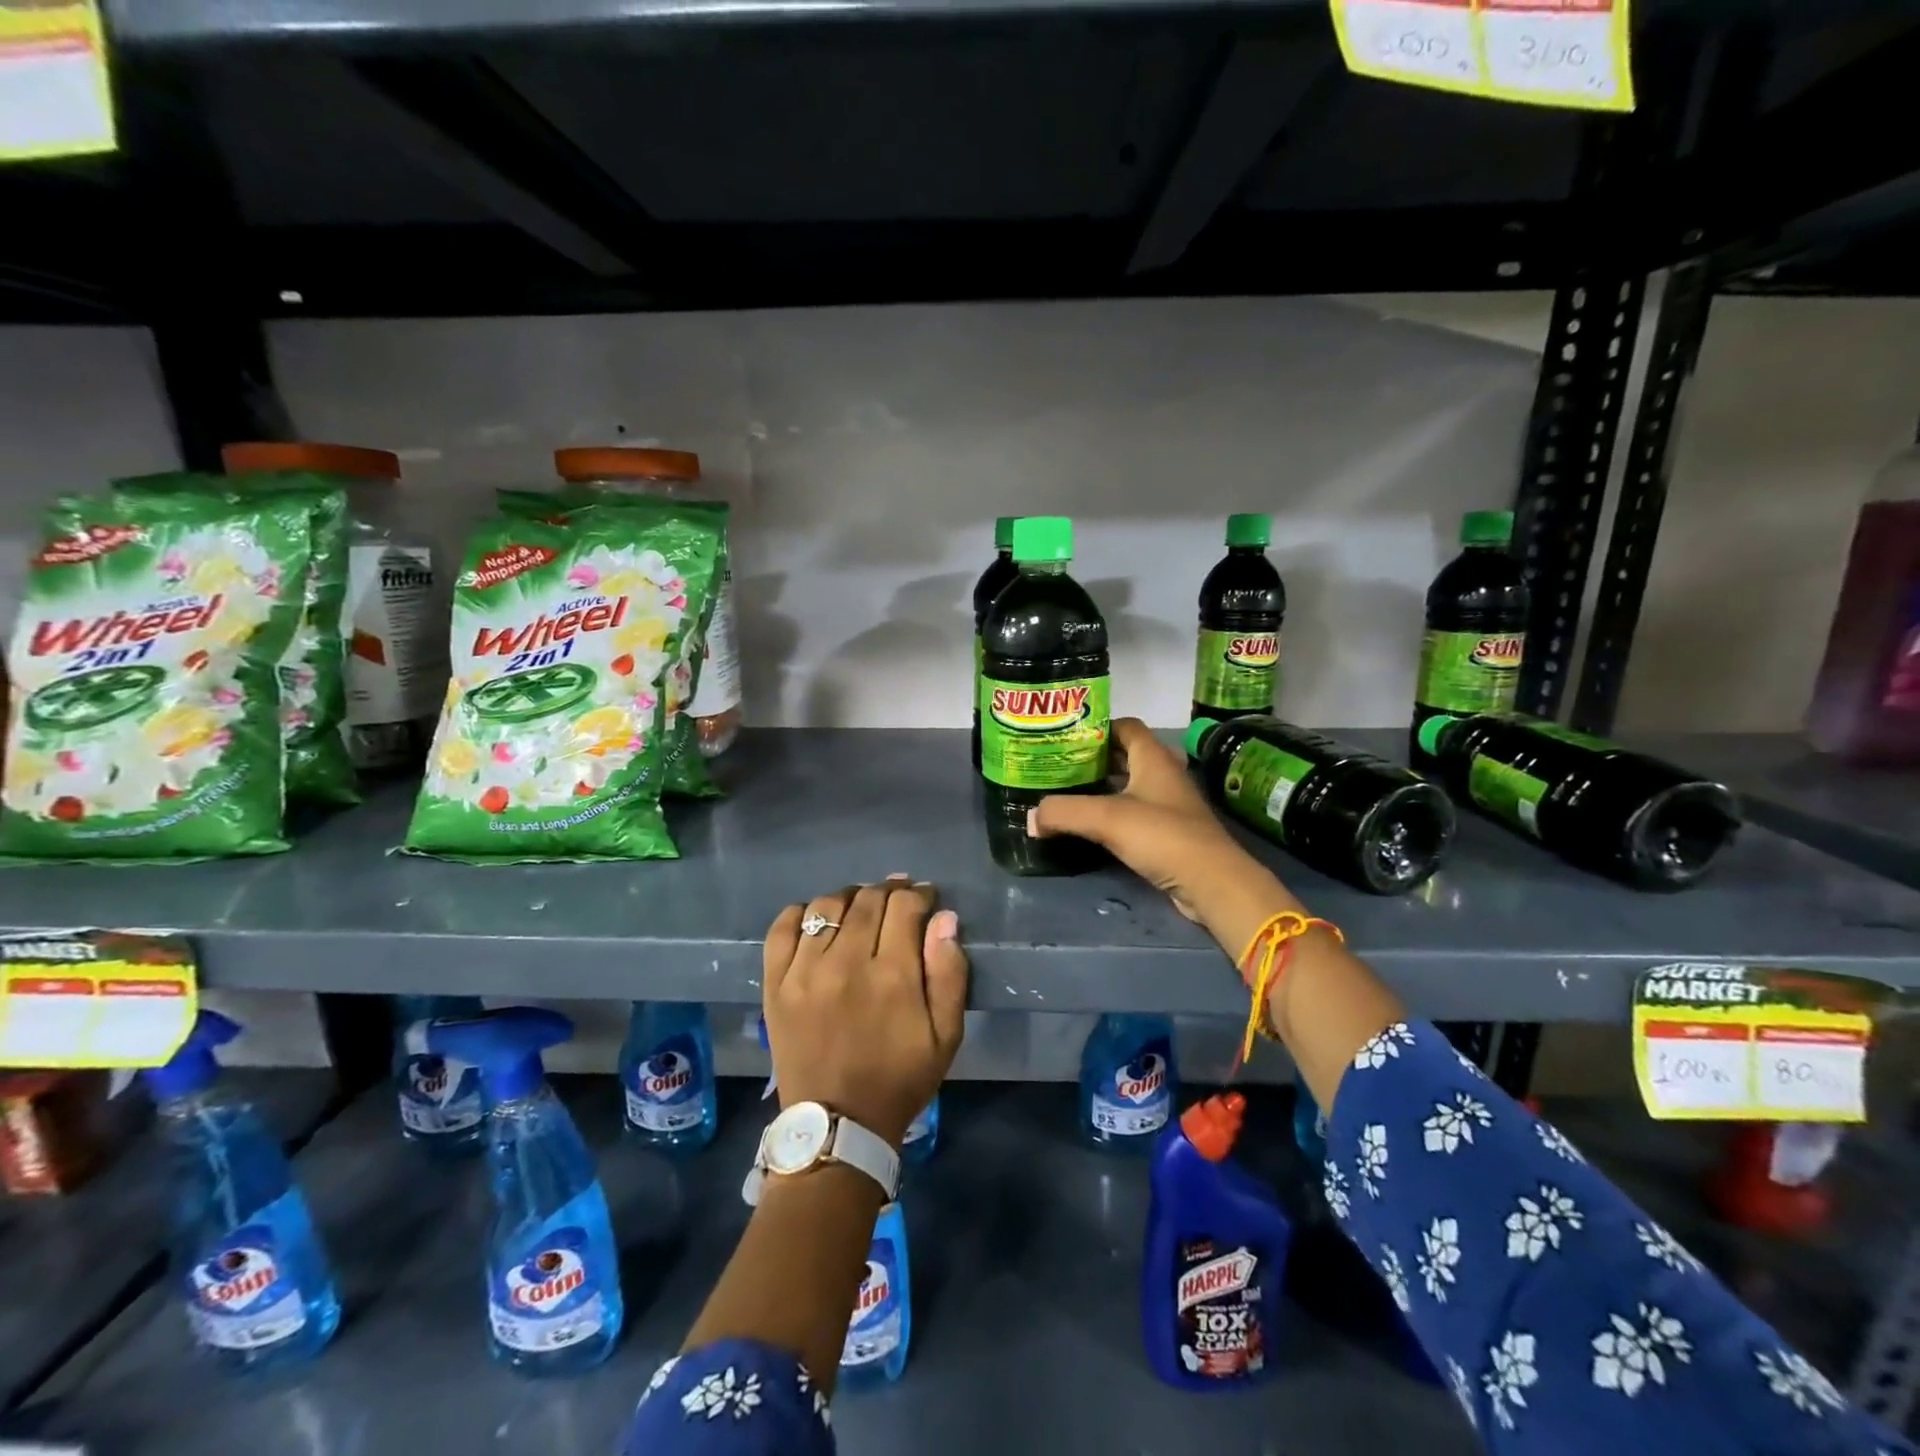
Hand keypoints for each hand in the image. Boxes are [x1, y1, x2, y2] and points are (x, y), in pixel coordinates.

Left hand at [762, 877, 967, 1149]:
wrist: (837, 1125)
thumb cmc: (899, 1079)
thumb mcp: (946, 1036)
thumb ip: (949, 973)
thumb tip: (944, 918)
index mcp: (892, 975)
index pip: (904, 906)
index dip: (919, 894)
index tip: (925, 899)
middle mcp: (846, 963)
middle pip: (868, 899)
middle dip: (889, 891)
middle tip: (897, 900)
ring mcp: (804, 971)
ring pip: (827, 906)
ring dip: (849, 898)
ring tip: (859, 908)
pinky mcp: (776, 984)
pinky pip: (782, 927)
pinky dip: (801, 913)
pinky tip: (816, 920)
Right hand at [1030, 718, 1302, 953]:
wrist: (1212, 882)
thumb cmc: (1162, 835)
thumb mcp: (1106, 818)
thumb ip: (1064, 812)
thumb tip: (1031, 817)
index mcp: (1153, 757)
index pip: (1124, 726)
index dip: (1096, 727)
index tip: (1064, 738)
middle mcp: (1162, 774)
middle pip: (1124, 755)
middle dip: (1092, 759)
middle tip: (1057, 766)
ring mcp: (1168, 804)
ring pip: (1128, 786)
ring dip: (1101, 788)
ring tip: (1065, 793)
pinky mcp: (1167, 832)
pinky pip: (1133, 813)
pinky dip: (1111, 814)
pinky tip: (1088, 825)